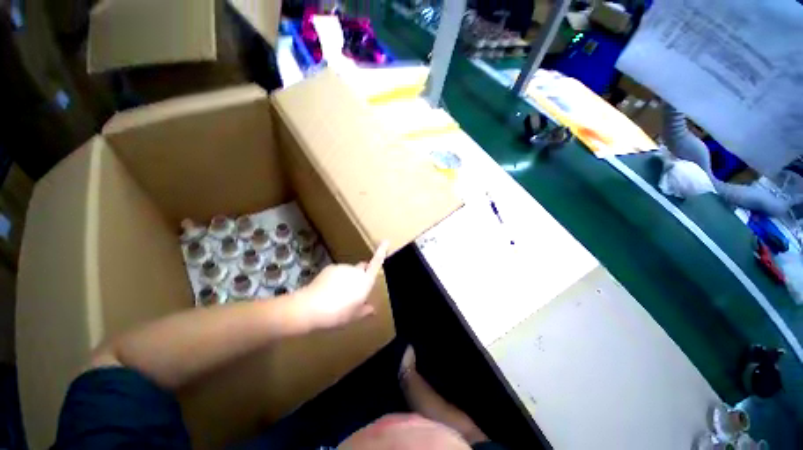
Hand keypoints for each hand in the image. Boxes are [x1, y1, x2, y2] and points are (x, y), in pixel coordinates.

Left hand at [296, 241, 388, 328]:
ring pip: (349, 271)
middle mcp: (355, 271)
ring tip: (337, 294)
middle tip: (354, 289)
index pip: (376, 263)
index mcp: (365, 281)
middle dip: (361, 274)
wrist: (310, 307)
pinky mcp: (330, 267)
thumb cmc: (337, 313)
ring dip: (347, 278)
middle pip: (362, 268)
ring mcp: (342, 267)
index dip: (382, 251)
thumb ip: (364, 310)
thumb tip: (372, 309)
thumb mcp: (353, 315)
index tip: (386, 241)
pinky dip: (335, 278)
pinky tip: (327, 290)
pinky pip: (337, 271)